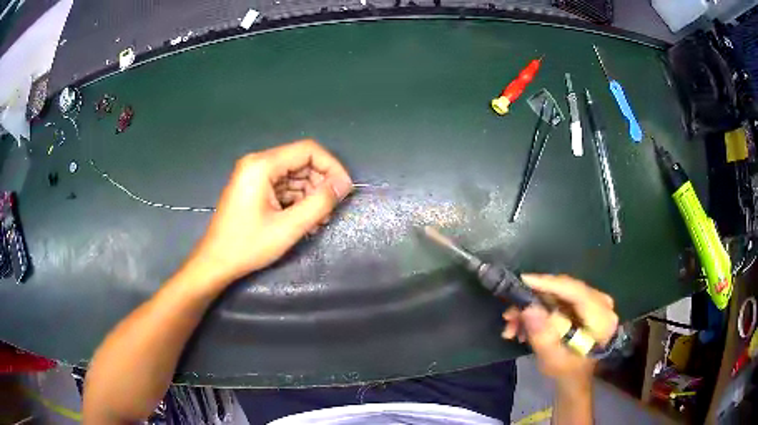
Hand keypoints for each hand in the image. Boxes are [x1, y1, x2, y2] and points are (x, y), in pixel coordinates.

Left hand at [186, 139, 352, 285]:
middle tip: (331, 210)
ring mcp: (254, 175)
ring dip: (310, 194)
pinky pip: (283, 186)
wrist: (215, 263)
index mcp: (262, 165)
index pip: (308, 150)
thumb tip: (343, 185)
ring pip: (294, 175)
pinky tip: (305, 220)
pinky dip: (297, 200)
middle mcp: (257, 163)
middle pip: (301, 161)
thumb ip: (319, 203)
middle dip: (321, 183)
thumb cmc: (248, 245)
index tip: (344, 190)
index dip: (331, 166)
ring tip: (320, 220)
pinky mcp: (254, 188)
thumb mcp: (288, 227)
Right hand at [502, 275, 617, 387]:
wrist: (576, 378)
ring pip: (558, 294)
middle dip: (534, 300)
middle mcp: (601, 302)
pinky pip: (558, 299)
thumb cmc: (567, 373)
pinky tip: (523, 327)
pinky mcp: (583, 303)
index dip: (549, 284)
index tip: (523, 281)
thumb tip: (528, 308)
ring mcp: (593, 301)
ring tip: (512, 328)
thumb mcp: (553, 360)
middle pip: (565, 290)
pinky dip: (539, 310)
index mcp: (602, 317)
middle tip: (510, 314)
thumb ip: (543, 336)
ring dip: (533, 308)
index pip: (575, 291)